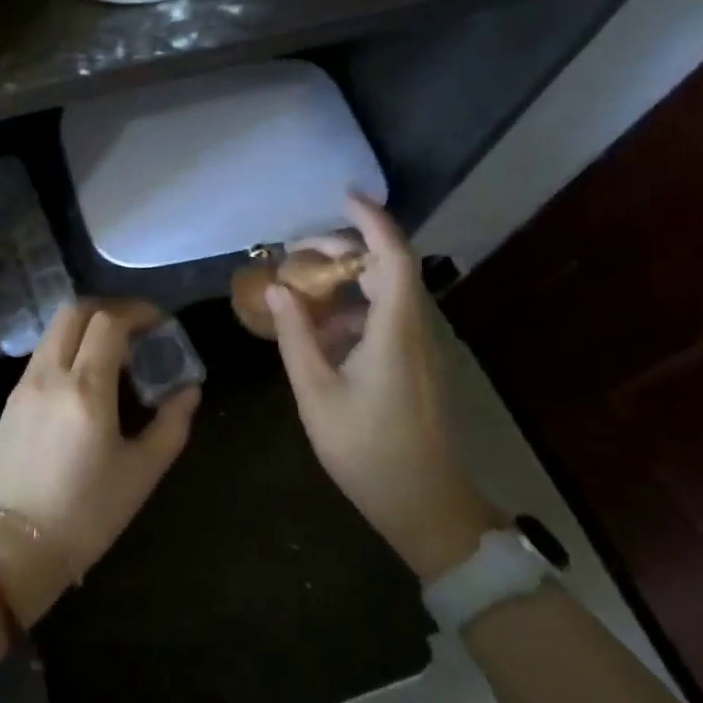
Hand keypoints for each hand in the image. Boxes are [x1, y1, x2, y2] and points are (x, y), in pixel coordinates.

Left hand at [0, 299, 199, 622]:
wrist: (16, 547)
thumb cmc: (87, 514)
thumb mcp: (141, 473)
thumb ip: (171, 424)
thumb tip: (189, 390)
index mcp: (85, 389)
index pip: (108, 322)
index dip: (137, 312)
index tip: (160, 323)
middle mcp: (50, 374)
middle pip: (74, 311)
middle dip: (109, 309)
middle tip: (137, 327)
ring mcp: (24, 384)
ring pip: (54, 330)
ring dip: (86, 326)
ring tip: (114, 352)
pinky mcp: (11, 399)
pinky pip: (43, 353)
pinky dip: (67, 346)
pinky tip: (86, 376)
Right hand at [269, 194, 499, 580]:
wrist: (426, 506)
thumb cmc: (367, 450)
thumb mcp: (316, 392)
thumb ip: (295, 335)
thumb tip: (276, 288)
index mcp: (396, 330)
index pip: (393, 256)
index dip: (372, 221)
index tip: (343, 197)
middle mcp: (415, 329)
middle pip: (387, 268)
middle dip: (342, 250)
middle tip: (295, 252)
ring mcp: (420, 347)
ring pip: (385, 293)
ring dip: (344, 282)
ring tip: (297, 289)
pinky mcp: (416, 364)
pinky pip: (384, 319)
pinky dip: (351, 311)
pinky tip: (317, 332)